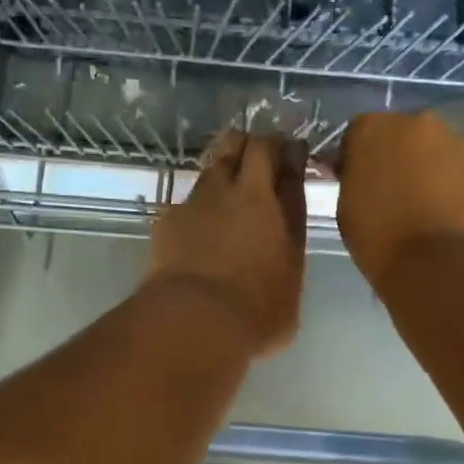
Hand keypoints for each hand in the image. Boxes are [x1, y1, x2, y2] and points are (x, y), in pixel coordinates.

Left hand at [149, 130, 308, 356]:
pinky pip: (189, 198)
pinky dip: (200, 204)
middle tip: (264, 157)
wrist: (193, 319)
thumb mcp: (291, 280)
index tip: (294, 153)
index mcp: (273, 204)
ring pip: (214, 163)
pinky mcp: (169, 217)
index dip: (290, 152)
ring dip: (226, 165)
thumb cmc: (257, 311)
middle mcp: (238, 192)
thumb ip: (288, 243)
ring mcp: (199, 200)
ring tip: (231, 184)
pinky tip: (200, 224)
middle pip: (247, 145)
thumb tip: (282, 228)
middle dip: (258, 144)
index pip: (285, 159)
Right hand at [333, 111, 463, 288]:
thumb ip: (352, 178)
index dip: (356, 159)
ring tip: (419, 205)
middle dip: (393, 157)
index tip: (356, 182)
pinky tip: (443, 213)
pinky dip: (449, 184)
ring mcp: (455, 143)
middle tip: (388, 192)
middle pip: (399, 135)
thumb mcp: (346, 206)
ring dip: (424, 168)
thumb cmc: (378, 237)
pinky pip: (456, 171)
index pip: (358, 134)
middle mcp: (417, 123)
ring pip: (432, 150)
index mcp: (374, 128)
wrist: (437, 264)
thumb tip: (357, 171)